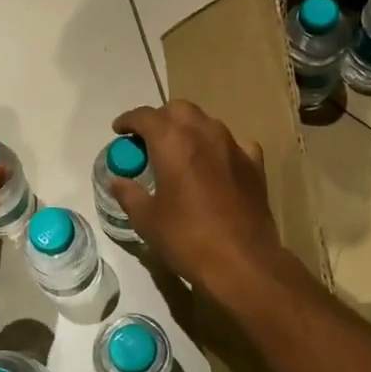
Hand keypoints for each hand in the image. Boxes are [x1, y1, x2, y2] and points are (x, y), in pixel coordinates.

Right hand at [108, 100, 287, 294]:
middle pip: (178, 110)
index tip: (119, 130)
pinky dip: (219, 147)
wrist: (241, 261)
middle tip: (148, 141)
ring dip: (189, 129)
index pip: (145, 116)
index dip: (128, 120)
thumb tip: (116, 180)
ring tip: (179, 152)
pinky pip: (234, 143)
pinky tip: (215, 164)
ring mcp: (233, 145)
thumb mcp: (147, 220)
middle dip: (160, 119)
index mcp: (172, 141)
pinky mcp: (254, 163)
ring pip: (206, 122)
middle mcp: (203, 132)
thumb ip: (129, 194)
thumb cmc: (187, 238)